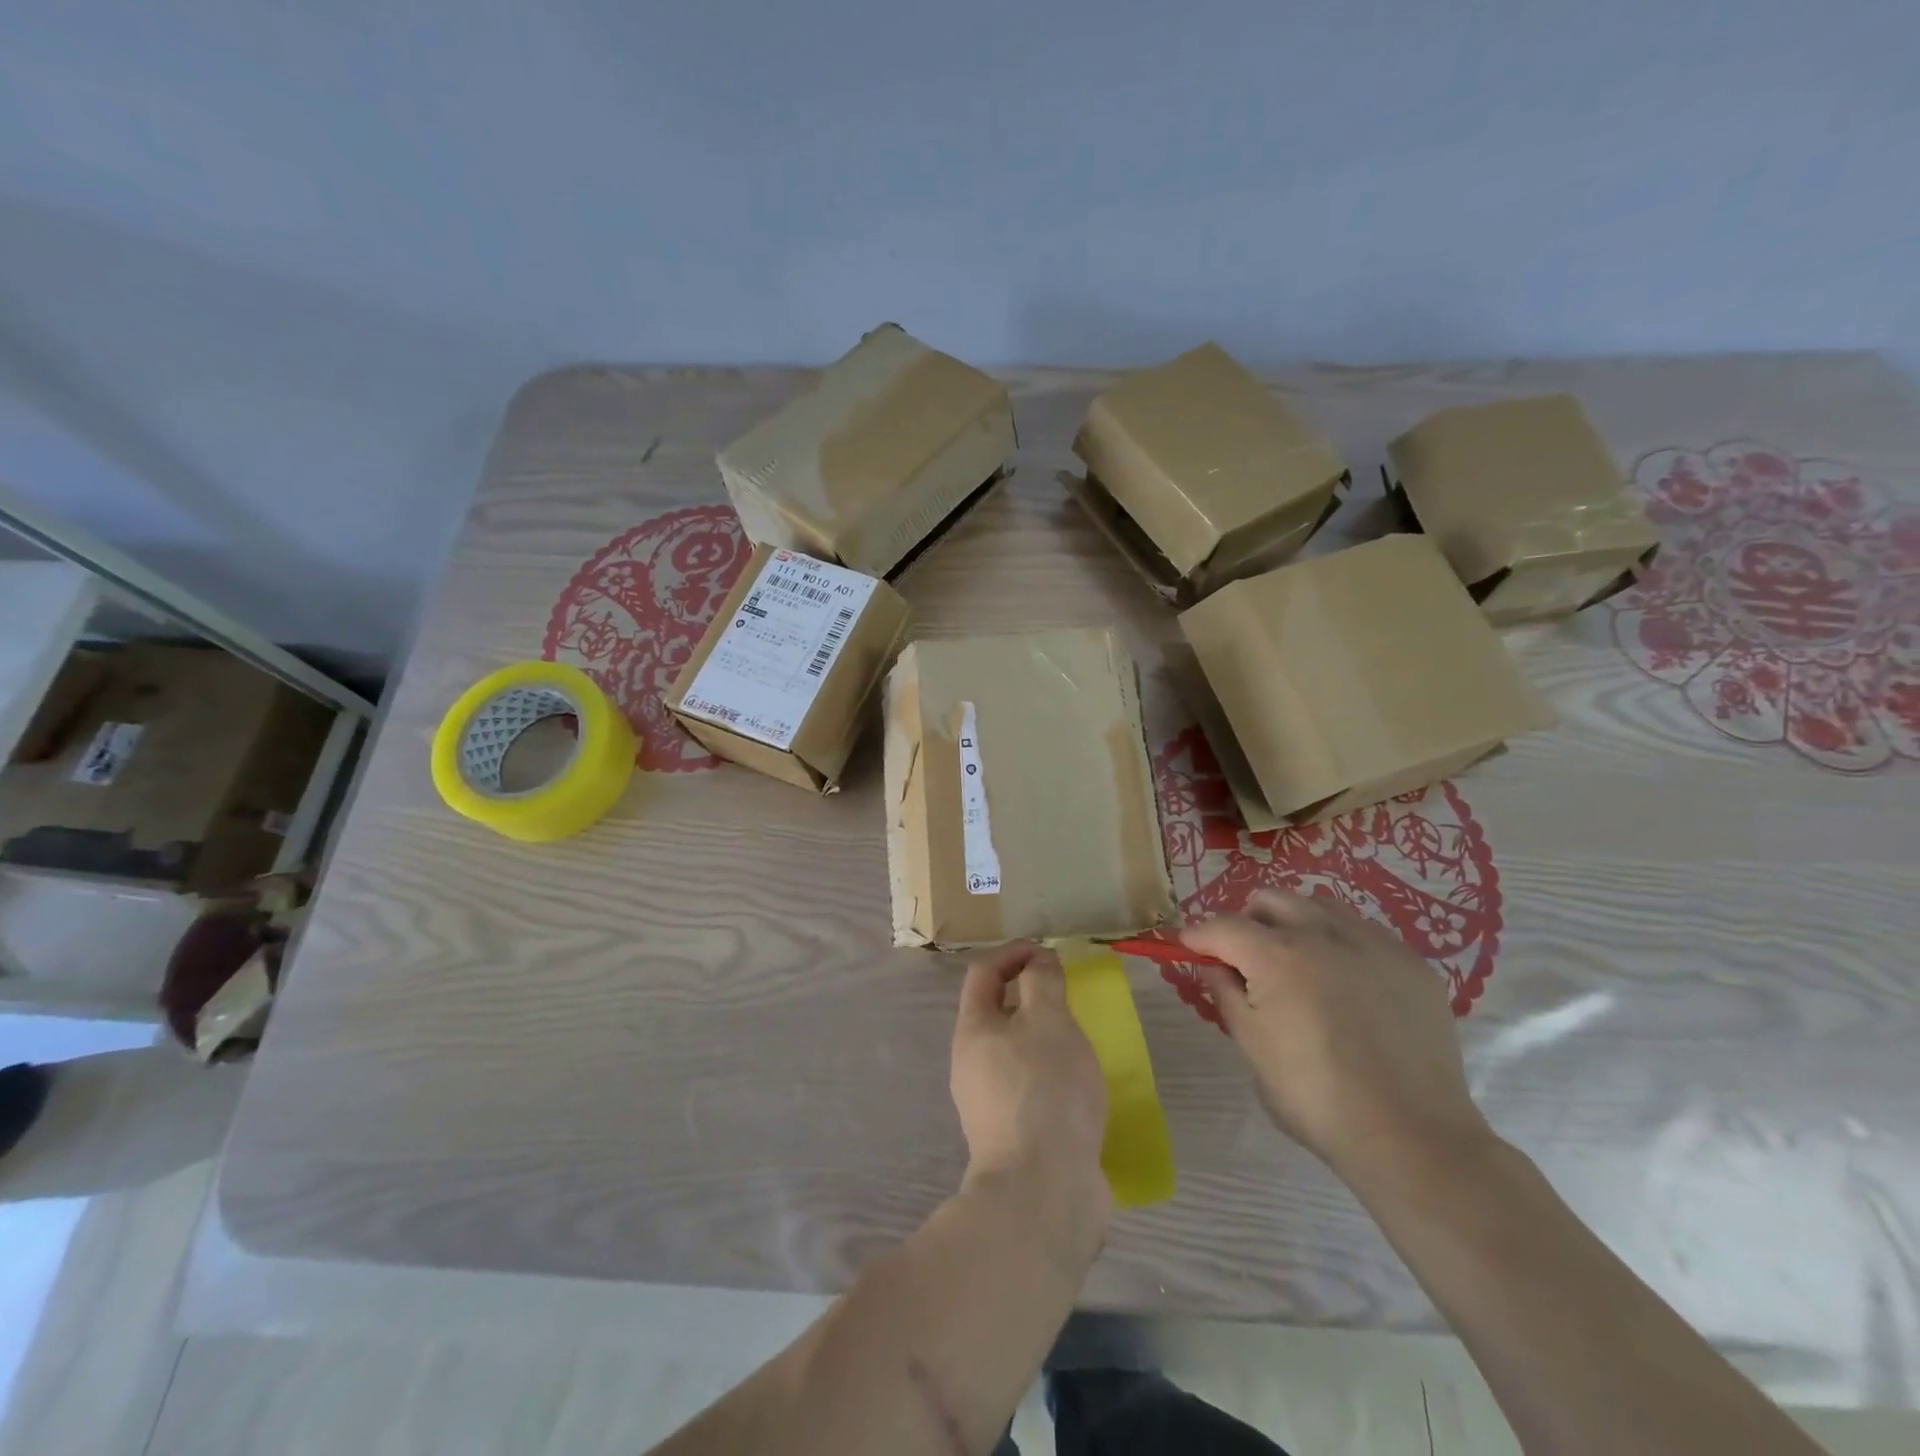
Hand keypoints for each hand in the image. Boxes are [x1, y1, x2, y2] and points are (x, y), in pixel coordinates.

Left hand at [950, 943, 1110, 1234]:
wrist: (1043, 1191)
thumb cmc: (1045, 1089)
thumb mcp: (1050, 1021)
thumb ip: (1043, 982)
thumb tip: (1038, 961)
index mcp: (973, 1030)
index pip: (983, 973)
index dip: (1013, 954)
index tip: (1047, 953)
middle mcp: (971, 1064)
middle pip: (996, 1013)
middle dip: (1030, 996)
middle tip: (1069, 997)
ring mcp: (988, 1104)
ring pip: (1014, 1052)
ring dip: (1043, 1037)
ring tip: (1080, 1039)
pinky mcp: (1012, 1136)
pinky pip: (1030, 1087)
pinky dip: (1051, 1073)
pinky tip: (1079, 1085)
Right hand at [1183, 890, 1496, 1195]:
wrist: (1411, 1136)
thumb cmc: (1314, 1097)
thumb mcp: (1251, 1046)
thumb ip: (1226, 993)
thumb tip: (1213, 965)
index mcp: (1276, 956)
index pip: (1222, 925)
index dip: (1198, 934)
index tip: (1187, 945)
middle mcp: (1323, 934)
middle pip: (1270, 900)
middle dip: (1247, 920)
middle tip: (1244, 957)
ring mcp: (1373, 943)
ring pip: (1319, 906)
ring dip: (1295, 923)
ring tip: (1297, 963)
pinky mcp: (1411, 963)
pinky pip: (1363, 932)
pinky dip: (1340, 944)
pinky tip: (1346, 985)